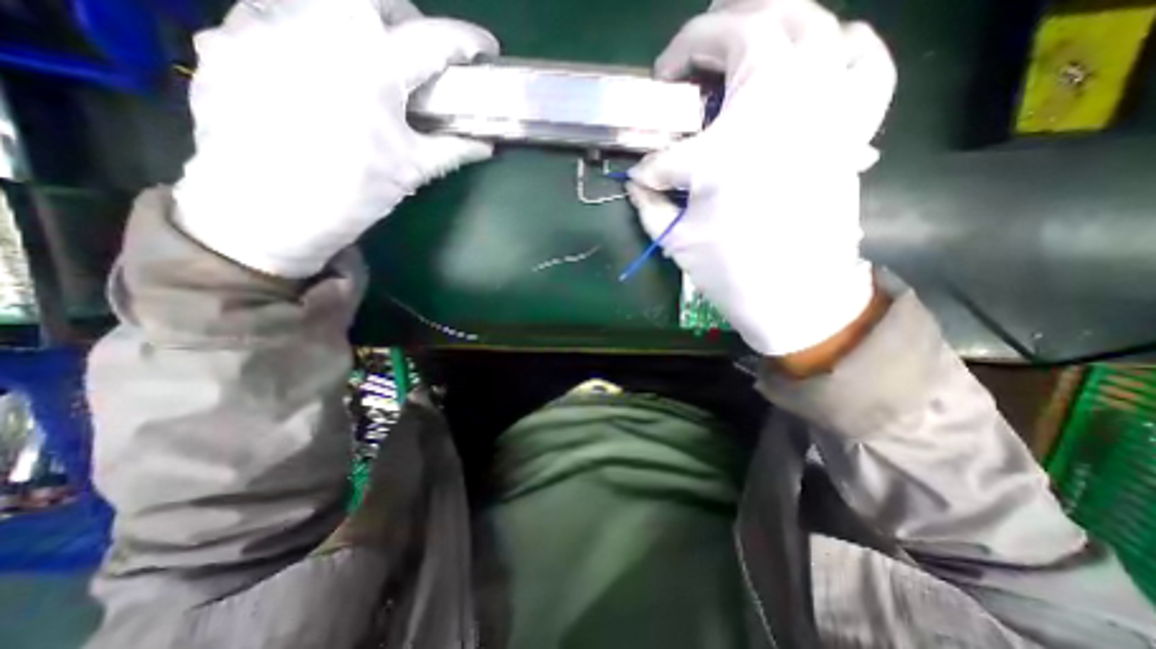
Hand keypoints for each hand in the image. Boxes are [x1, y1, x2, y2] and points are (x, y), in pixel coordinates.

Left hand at [172, 1, 498, 275]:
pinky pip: (277, 14)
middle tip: (419, 54)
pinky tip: (317, 70)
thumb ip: (452, 150)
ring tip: (367, 63)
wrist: (263, 215)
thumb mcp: (409, 172)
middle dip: (408, 20)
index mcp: (372, 67)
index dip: (467, 41)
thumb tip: (485, 145)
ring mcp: (263, 23)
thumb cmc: (349, 195)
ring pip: (324, 1)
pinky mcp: (228, 37)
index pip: (433, 40)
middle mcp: (317, 26)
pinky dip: (310, 33)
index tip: (486, 49)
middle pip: (375, 0)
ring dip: (358, 24)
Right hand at [630, 1, 896, 355]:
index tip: (644, 177)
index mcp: (731, 143)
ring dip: (769, 19)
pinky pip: (863, 60)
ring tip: (740, 37)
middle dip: (707, 34)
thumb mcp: (676, 239)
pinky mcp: (852, 126)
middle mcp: (786, 105)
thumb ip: (649, 201)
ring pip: (810, 23)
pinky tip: (820, 51)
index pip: (673, 146)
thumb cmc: (733, 271)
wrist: (797, 297)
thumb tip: (637, 180)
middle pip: (751, 28)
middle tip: (683, 63)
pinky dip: (842, 42)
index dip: (651, 164)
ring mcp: (829, 108)